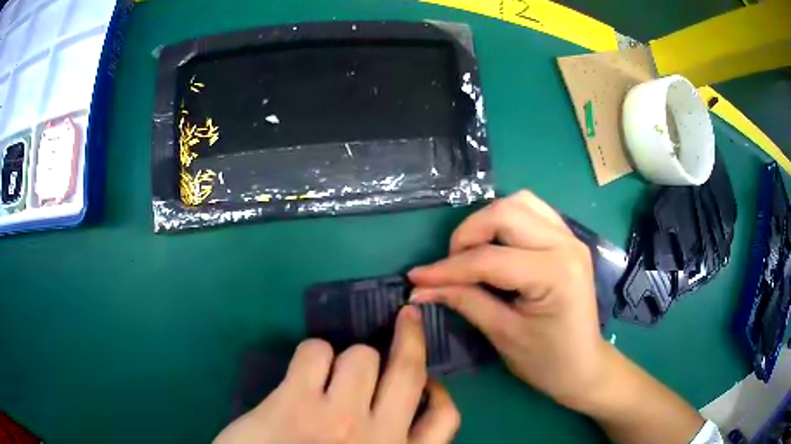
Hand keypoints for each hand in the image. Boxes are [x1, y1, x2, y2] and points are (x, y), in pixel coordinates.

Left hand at [214, 306, 459, 443]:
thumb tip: (393, 414)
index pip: (444, 419)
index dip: (440, 393)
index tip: (429, 383)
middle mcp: (378, 437)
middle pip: (408, 371)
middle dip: (411, 336)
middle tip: (408, 318)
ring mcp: (337, 418)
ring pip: (360, 356)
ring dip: (350, 357)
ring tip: (332, 372)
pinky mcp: (295, 402)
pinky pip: (315, 352)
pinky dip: (314, 353)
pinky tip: (304, 371)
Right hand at [409, 191, 610, 412]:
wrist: (583, 364)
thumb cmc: (547, 360)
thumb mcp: (503, 334)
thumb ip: (464, 301)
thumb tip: (422, 287)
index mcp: (554, 273)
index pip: (489, 259)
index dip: (447, 268)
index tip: (417, 278)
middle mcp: (566, 244)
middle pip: (505, 213)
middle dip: (468, 234)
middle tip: (451, 265)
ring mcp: (570, 236)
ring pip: (519, 203)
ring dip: (487, 221)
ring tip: (472, 252)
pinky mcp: (568, 238)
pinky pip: (532, 211)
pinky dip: (507, 220)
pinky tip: (496, 244)